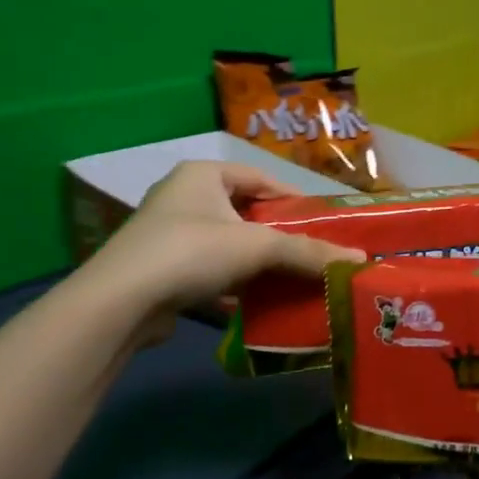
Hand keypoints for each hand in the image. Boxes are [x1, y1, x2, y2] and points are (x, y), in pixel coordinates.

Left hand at [71, 161, 365, 350]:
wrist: (120, 303)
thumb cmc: (192, 252)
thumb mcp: (258, 247)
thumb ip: (308, 251)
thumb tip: (359, 258)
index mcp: (203, 175)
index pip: (260, 178)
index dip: (293, 199)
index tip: (320, 223)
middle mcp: (183, 196)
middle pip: (245, 212)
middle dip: (277, 235)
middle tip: (309, 253)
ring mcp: (168, 234)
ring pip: (227, 244)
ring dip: (256, 262)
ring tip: (290, 278)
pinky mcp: (160, 269)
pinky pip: (209, 269)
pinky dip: (233, 282)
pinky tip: (254, 300)